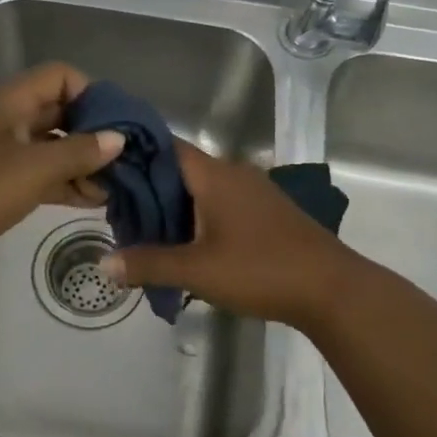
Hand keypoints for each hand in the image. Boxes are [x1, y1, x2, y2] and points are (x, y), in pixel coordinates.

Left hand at [0, 62, 123, 268]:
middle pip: (59, 112)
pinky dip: (64, 183)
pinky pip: (38, 175)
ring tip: (115, 188)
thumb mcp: (32, 168)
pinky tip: (91, 201)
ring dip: (81, 163)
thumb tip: (118, 138)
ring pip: (50, 147)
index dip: (92, 93)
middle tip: (126, 160)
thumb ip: (79, 152)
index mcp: (10, 102)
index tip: (118, 125)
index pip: (60, 76)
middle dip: (93, 133)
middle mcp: (6, 120)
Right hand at [101, 140, 364, 330]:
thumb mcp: (197, 270)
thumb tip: (104, 262)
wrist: (332, 289)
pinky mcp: (267, 212)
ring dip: (174, 205)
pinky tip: (187, 243)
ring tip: (145, 231)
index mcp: (214, 174)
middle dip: (149, 188)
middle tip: (118, 212)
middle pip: (181, 169)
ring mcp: (254, 191)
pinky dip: (198, 216)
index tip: (106, 170)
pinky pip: (221, 203)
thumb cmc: (260, 269)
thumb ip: (148, 264)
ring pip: (202, 188)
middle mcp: (233, 173)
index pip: (165, 146)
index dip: (135, 154)